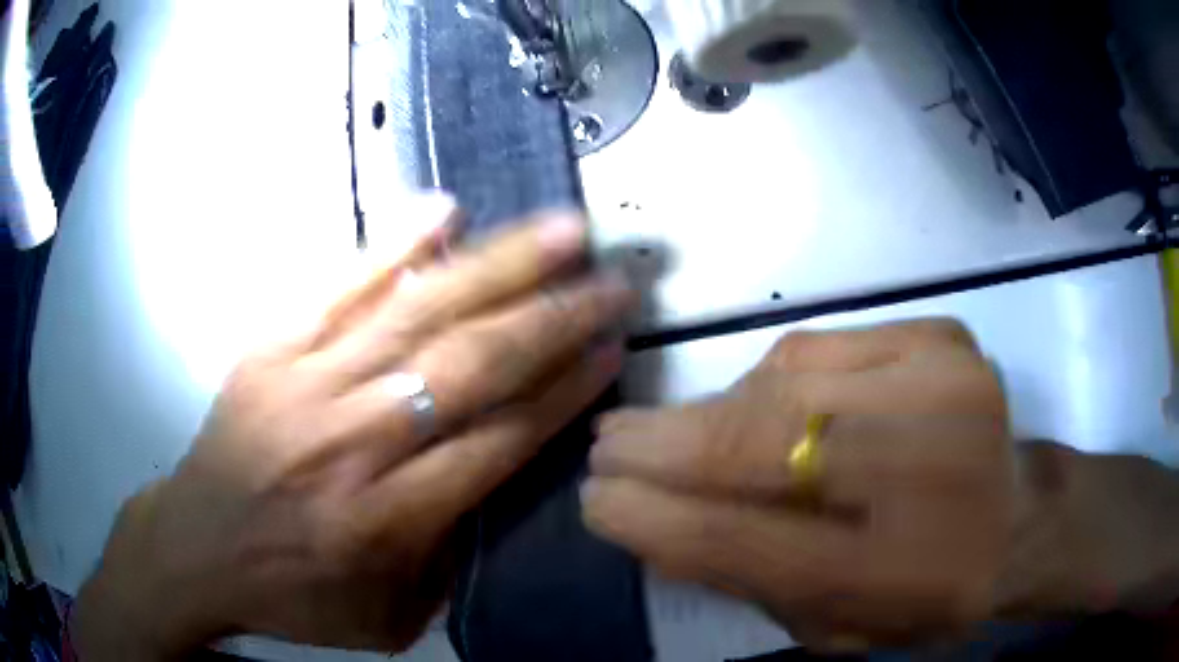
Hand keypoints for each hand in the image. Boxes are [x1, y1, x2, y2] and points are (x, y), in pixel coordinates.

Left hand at [73, 210, 634, 659]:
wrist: (197, 547)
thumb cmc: (293, 594)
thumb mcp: (388, 620)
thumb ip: (450, 561)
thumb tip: (496, 481)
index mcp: (385, 520)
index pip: (497, 442)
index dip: (563, 392)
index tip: (612, 349)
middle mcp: (351, 444)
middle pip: (469, 369)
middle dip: (554, 320)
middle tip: (612, 282)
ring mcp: (305, 384)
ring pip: (416, 314)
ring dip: (498, 266)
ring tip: (560, 230)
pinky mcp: (270, 348)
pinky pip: (338, 286)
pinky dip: (394, 245)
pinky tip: (444, 210)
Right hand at [583, 320, 1016, 648]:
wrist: (1021, 518)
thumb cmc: (930, 594)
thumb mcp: (836, 629)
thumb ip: (752, 584)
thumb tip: (657, 526)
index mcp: (897, 573)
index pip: (742, 542)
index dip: (654, 519)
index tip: (594, 500)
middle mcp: (924, 469)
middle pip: (761, 447)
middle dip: (664, 446)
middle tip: (607, 444)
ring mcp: (940, 384)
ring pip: (783, 383)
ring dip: (713, 409)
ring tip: (678, 430)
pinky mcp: (943, 338)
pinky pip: (823, 348)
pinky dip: (772, 377)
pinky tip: (759, 401)